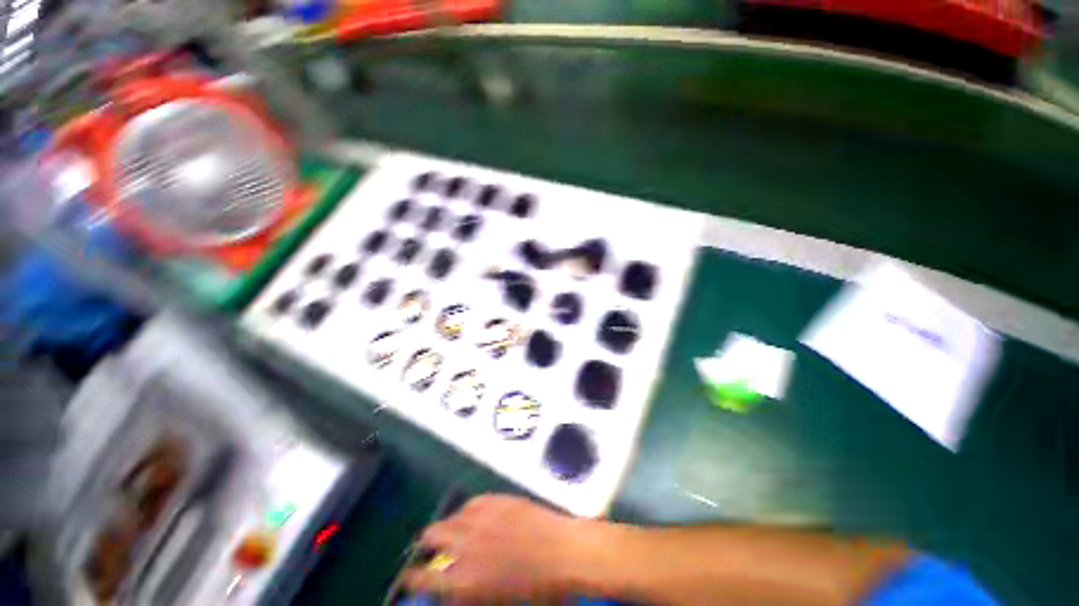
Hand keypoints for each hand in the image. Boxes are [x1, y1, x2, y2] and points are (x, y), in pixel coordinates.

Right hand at [403, 494, 592, 602]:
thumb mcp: (496, 604)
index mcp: (463, 582)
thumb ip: (468, 596)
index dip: (412, 578)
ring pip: (450, 516)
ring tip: (457, 533)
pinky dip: (469, 512)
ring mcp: (481, 517)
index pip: (421, 578)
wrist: (564, 553)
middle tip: (435, 551)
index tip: (411, 577)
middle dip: (428, 546)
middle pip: (430, 537)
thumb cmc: (537, 591)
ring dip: (448, 527)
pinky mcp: (497, 500)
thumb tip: (452, 591)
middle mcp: (465, 546)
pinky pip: (472, 502)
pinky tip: (477, 518)